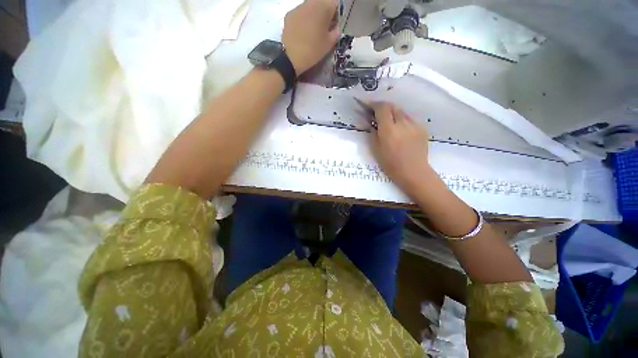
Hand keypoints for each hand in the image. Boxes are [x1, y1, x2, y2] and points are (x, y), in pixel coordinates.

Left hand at [282, 0, 339, 73]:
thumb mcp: (329, 44)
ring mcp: (298, 7)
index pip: (335, 3)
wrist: (291, 57)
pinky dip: (303, 20)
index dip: (336, 14)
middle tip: (324, 29)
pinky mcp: (289, 14)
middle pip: (322, 3)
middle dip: (324, 13)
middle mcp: (311, 2)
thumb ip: (336, 32)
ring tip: (312, 32)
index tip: (334, 25)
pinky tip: (302, 33)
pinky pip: (300, 14)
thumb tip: (336, 28)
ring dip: (313, 16)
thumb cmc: (313, 50)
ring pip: (310, 7)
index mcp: (324, 7)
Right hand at [369, 102, 432, 192]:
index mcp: (389, 129)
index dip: (374, 104)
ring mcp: (414, 124)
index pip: (382, 108)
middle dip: (384, 108)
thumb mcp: (375, 149)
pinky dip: (402, 121)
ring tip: (389, 123)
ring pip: (402, 112)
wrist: (413, 172)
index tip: (368, 105)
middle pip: (393, 106)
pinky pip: (409, 119)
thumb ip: (373, 132)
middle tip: (377, 114)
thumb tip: (371, 121)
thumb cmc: (390, 164)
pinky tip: (401, 131)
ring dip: (393, 114)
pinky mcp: (422, 128)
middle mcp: (402, 123)